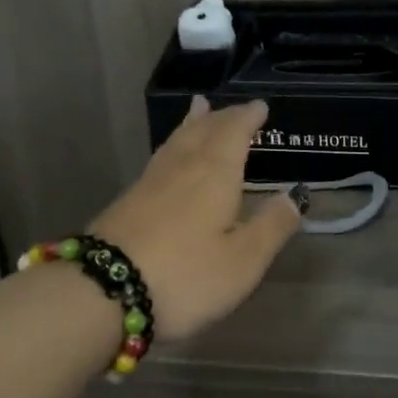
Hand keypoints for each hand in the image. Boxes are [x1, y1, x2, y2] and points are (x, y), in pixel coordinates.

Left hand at [87, 96, 303, 343]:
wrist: (102, 291)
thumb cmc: (185, 276)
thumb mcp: (243, 261)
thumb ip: (272, 226)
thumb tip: (295, 195)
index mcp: (215, 173)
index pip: (234, 132)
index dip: (248, 118)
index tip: (260, 106)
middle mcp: (183, 167)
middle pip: (203, 130)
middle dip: (223, 117)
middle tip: (235, 108)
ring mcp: (150, 182)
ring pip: (177, 141)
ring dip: (193, 123)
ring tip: (199, 109)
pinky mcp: (128, 201)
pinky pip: (161, 158)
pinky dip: (174, 144)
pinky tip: (170, 157)